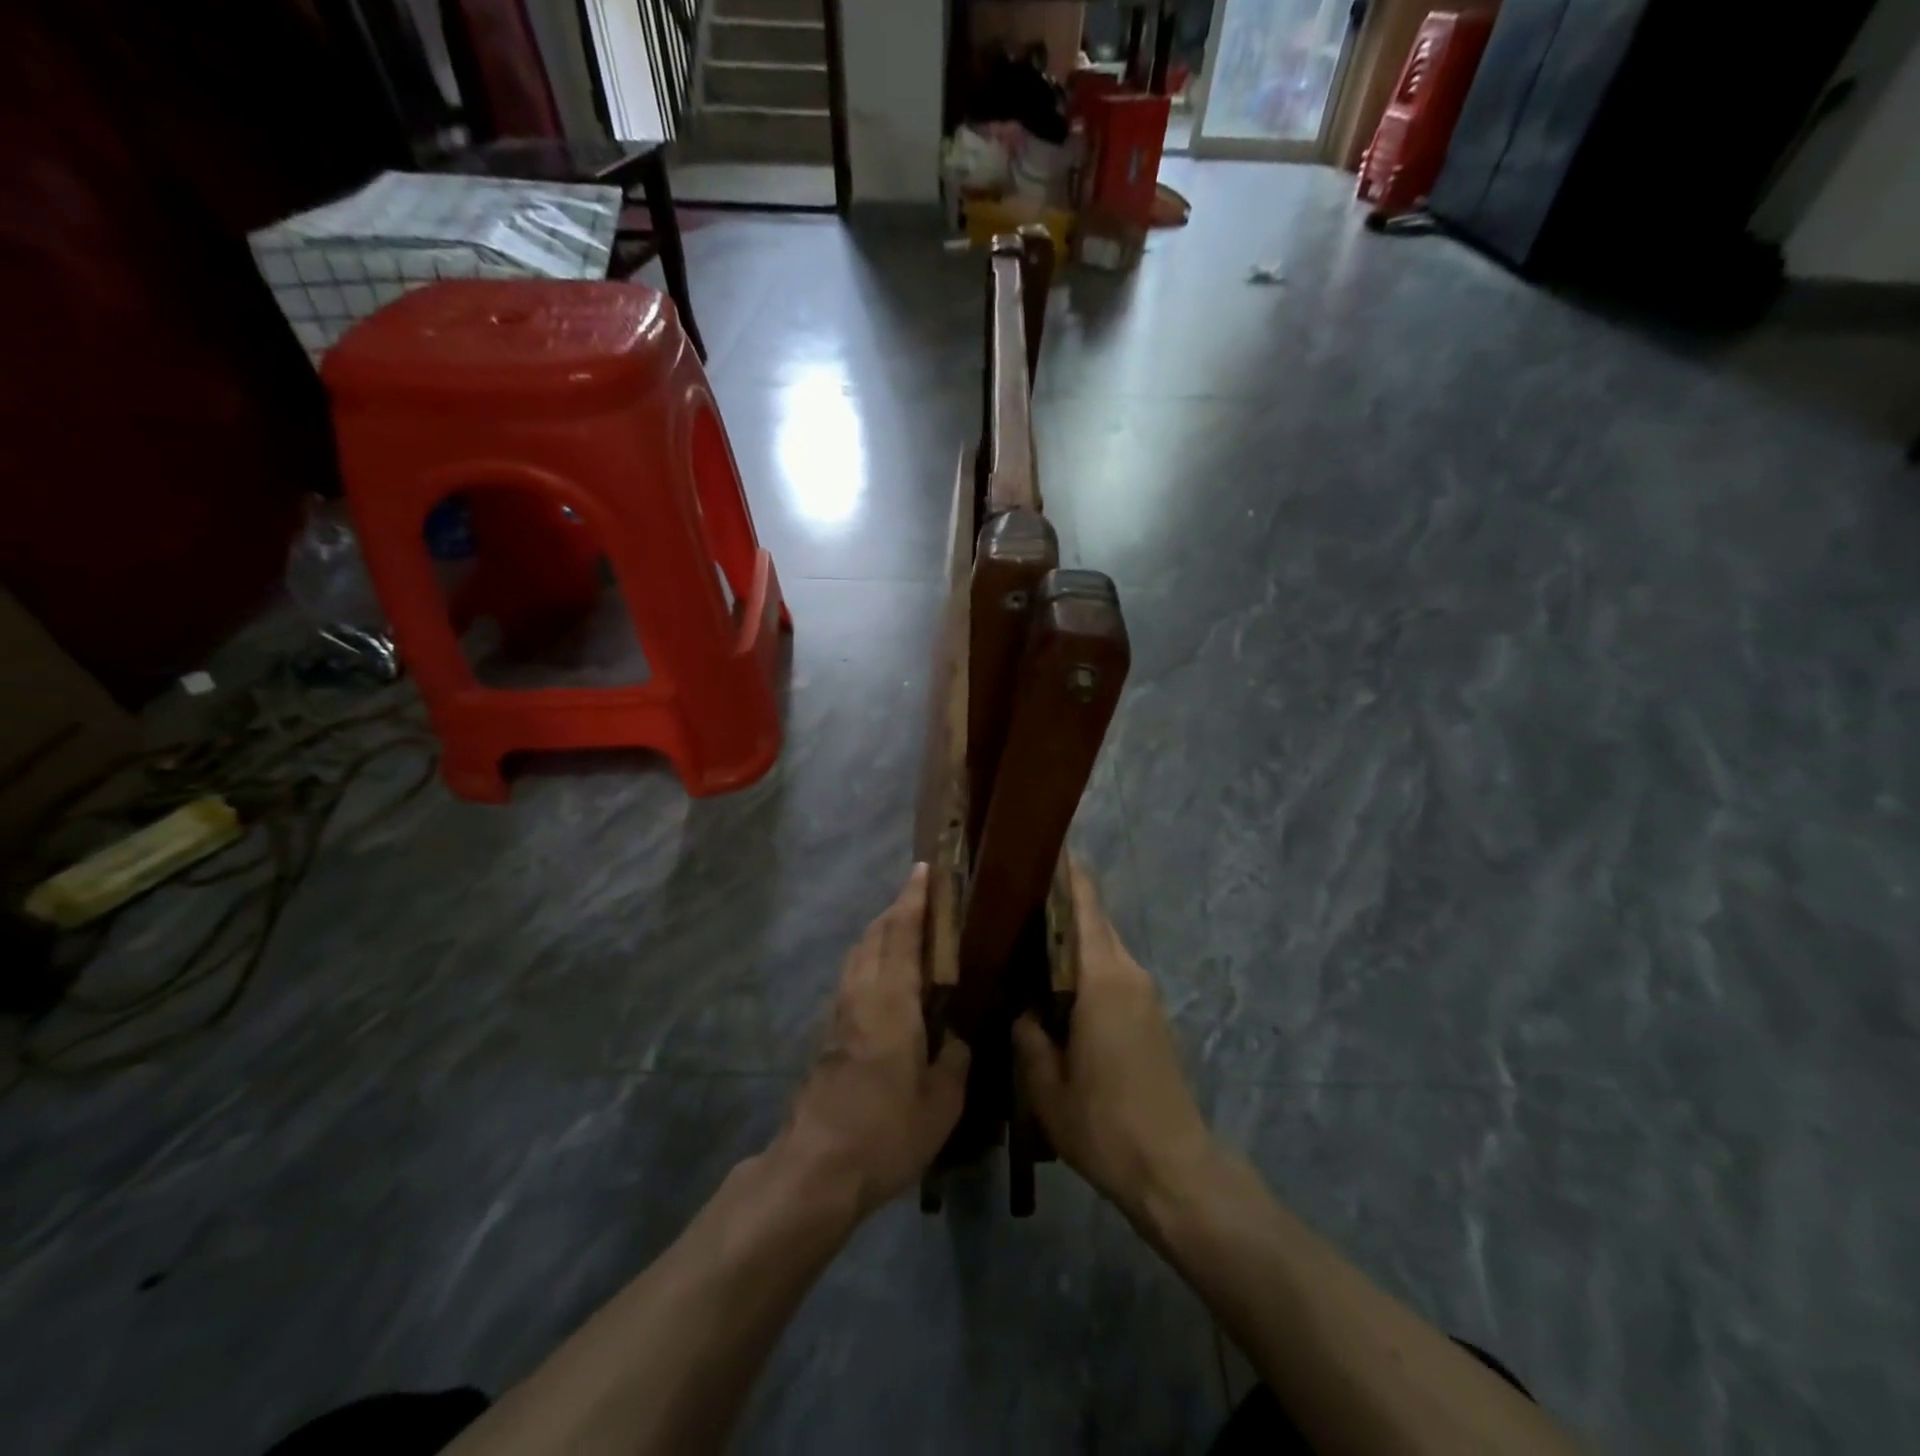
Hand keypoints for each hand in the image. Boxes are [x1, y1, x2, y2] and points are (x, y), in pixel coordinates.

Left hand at [776, 865, 970, 1219]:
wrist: (816, 1168)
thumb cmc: (886, 1131)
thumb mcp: (941, 1102)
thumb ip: (955, 1060)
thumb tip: (958, 1038)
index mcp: (891, 1000)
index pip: (901, 933)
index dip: (913, 899)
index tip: (924, 870)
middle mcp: (861, 994)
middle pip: (875, 935)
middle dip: (897, 910)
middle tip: (923, 898)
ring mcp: (839, 1013)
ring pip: (858, 954)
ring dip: (881, 933)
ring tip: (907, 932)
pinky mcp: (828, 1034)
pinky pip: (853, 977)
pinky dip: (871, 959)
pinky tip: (887, 980)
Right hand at [1013, 863, 1214, 1222]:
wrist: (1174, 1168)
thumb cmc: (1105, 1125)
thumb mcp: (1045, 1086)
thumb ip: (1026, 1035)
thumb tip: (1018, 1003)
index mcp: (1102, 978)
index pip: (1083, 903)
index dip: (1063, 870)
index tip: (1034, 848)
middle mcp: (1128, 971)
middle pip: (1093, 917)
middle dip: (1059, 898)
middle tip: (1012, 893)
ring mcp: (1144, 991)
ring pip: (1103, 943)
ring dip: (1071, 932)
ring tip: (1024, 932)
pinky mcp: (1150, 1012)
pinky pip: (1112, 968)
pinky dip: (1084, 960)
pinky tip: (1054, 978)